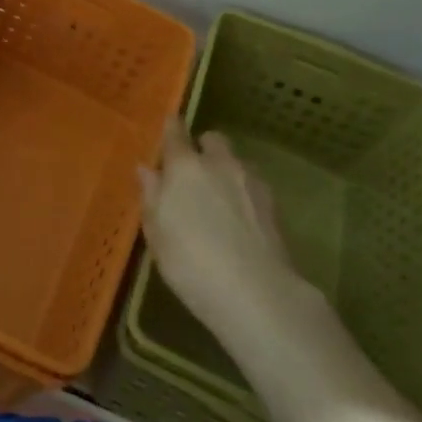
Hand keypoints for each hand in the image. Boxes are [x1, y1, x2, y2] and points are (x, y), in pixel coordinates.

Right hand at [140, 122, 312, 356]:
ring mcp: (251, 182)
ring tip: (218, 200)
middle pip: (212, 139)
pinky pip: (252, 185)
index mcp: (185, 166)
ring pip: (235, 162)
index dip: (171, 128)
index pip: (176, 132)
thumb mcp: (157, 232)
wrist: (255, 293)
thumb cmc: (190, 262)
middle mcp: (220, 164)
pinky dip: (243, 193)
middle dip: (203, 148)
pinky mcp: (274, 204)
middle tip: (192, 174)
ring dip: (225, 171)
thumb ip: (152, 195)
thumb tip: (146, 169)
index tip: (168, 128)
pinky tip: (238, 220)